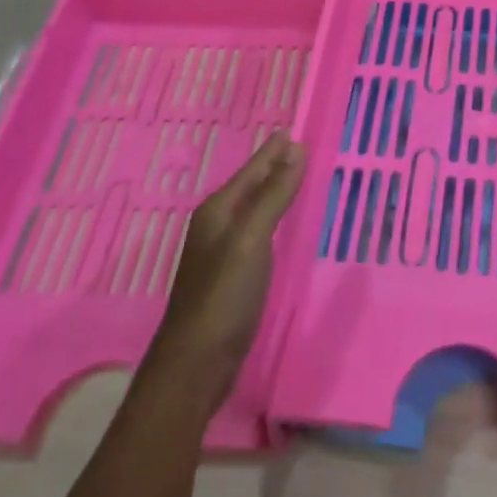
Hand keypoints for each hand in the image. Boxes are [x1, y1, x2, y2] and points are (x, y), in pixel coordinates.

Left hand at [140, 131, 305, 422]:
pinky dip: (274, 219)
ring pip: (254, 209)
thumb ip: (274, 194)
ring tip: (298, 177)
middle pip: (251, 187)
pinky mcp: (232, 277)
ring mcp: (222, 253)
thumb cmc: (223, 296)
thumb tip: (296, 148)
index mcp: (218, 211)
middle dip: (274, 167)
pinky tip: (284, 224)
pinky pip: (258, 232)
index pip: (252, 170)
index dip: (273, 151)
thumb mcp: (251, 239)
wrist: (195, 366)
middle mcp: (217, 226)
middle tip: (301, 148)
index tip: (293, 130)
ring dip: (274, 192)